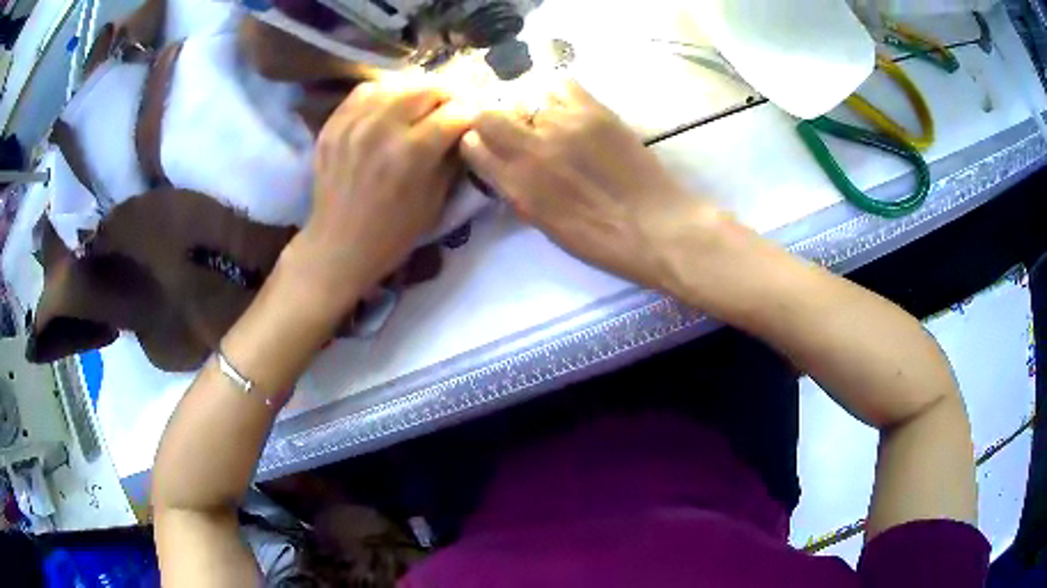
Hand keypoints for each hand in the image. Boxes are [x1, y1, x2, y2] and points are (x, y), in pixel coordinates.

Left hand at [290, 81, 473, 313]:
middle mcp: (382, 129)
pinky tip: (391, 105)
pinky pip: (366, 91)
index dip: (472, 113)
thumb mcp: (435, 202)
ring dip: (419, 91)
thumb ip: (451, 158)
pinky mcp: (334, 125)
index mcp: (411, 153)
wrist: (338, 247)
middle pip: (428, 89)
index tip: (475, 118)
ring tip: (424, 104)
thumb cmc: (392, 234)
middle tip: (453, 107)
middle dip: (449, 96)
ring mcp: (353, 124)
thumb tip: (465, 128)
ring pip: (398, 84)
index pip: (456, 112)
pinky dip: (385, 93)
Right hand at [460, 80, 722, 289]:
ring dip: (530, 110)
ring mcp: (563, 125)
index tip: (490, 148)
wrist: (656, 227)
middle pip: (487, 114)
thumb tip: (502, 165)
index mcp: (517, 186)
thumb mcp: (545, 225)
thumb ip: (517, 190)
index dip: (478, 144)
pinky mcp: (594, 110)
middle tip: (515, 130)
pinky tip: (568, 108)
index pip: (472, 146)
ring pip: (525, 97)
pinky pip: (560, 84)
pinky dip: (557, 93)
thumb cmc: (601, 240)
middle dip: (493, 120)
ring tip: (550, 122)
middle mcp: (532, 150)